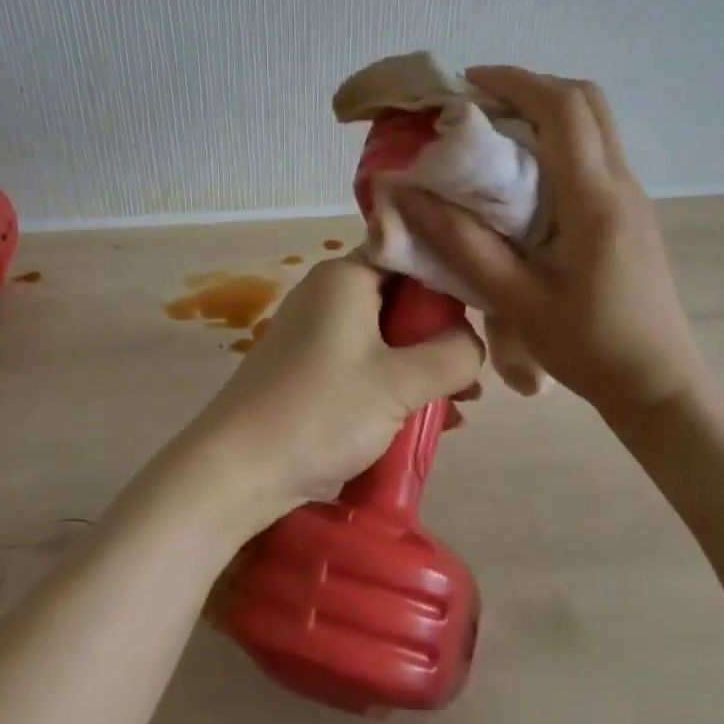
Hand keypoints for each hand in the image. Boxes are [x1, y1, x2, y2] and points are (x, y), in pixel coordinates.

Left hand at [167, 256, 482, 536]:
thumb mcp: (400, 383)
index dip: (451, 277)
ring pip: (386, 334)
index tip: (486, 310)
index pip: (411, 252)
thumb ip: (453, 354)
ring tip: (458, 404)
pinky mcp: (310, 366)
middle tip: (472, 372)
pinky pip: (365, 360)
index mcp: (347, 276)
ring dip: (422, 365)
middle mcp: (329, 292)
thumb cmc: (321, 412)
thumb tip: (473, 342)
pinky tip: (425, 419)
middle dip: (440, 334)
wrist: (236, 470)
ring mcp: (316, 330)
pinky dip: (394, 382)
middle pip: (401, 296)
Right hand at [393, 66, 710, 416]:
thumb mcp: (514, 300)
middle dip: (531, 87)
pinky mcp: (629, 211)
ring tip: (492, 134)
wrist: (659, 384)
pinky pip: (594, 151)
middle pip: (586, 100)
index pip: (563, 107)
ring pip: (594, 123)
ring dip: (545, 111)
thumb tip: (406, 195)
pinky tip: (522, 175)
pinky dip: (557, 139)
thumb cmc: (587, 346)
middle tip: (478, 105)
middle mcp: (621, 183)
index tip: (467, 84)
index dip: (515, 81)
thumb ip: (459, 244)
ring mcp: (631, 195)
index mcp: (594, 198)